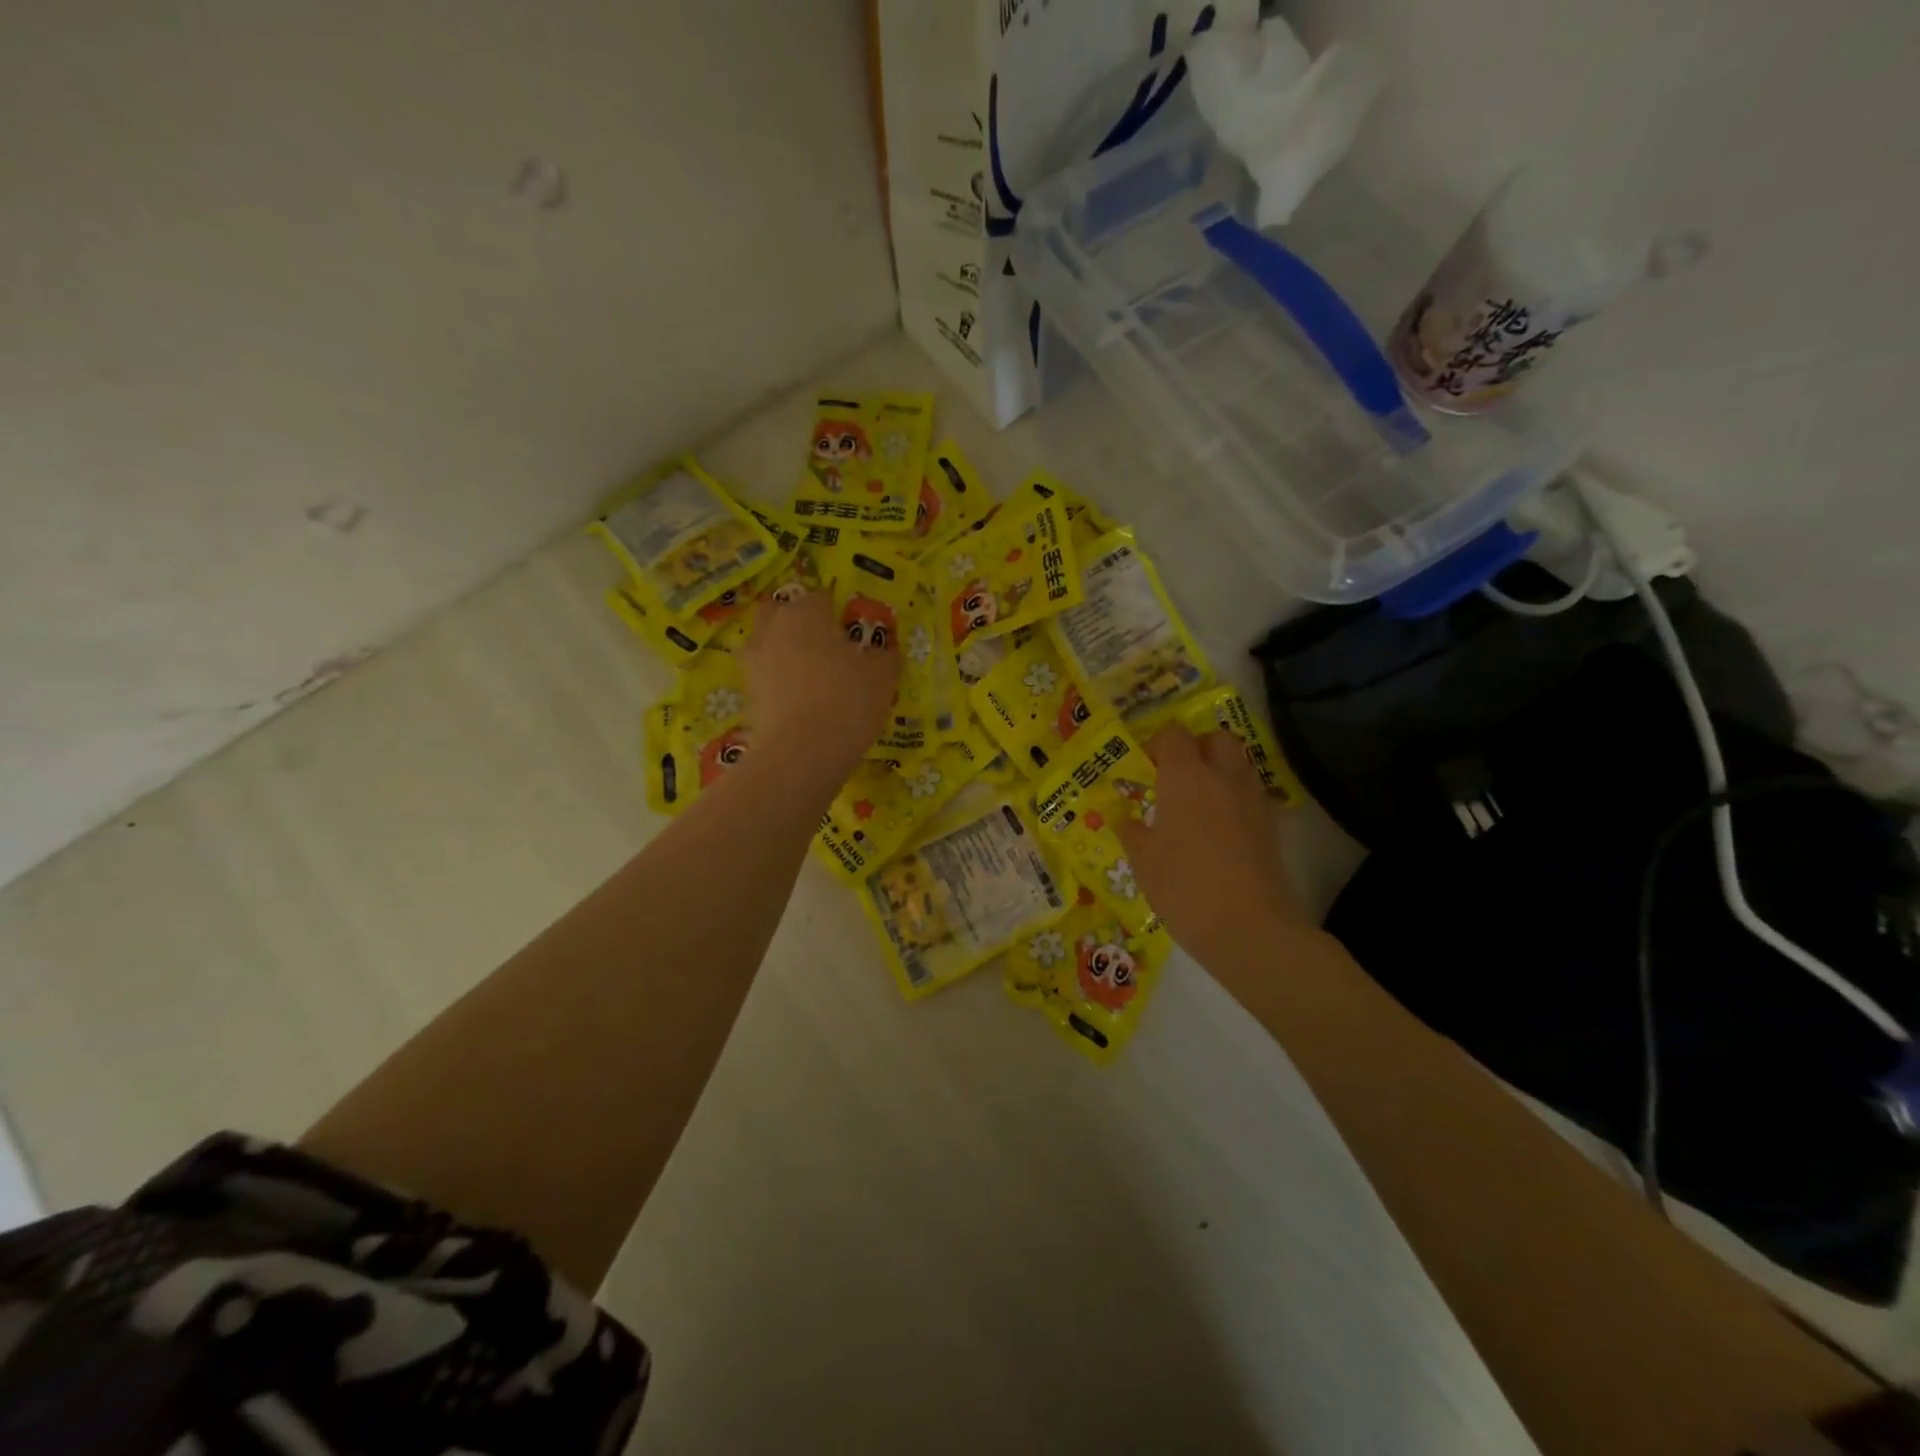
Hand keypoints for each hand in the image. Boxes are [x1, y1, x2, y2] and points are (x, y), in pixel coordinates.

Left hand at [739, 589, 901, 776]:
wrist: (801, 753)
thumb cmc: (847, 701)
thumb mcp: (883, 677)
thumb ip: (886, 656)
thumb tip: (886, 652)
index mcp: (806, 612)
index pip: (822, 597)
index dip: (839, 614)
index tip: (853, 635)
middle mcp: (772, 628)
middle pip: (783, 613)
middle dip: (800, 624)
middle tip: (826, 648)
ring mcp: (752, 661)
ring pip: (768, 645)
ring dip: (783, 652)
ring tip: (809, 677)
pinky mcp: (745, 694)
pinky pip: (763, 677)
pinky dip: (777, 684)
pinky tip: (798, 703)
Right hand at [1118, 726, 1309, 967]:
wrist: (1247, 926)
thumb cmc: (1183, 887)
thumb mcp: (1143, 862)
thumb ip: (1132, 832)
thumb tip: (1124, 819)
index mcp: (1185, 777)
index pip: (1174, 735)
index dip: (1158, 744)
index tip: (1146, 768)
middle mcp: (1222, 777)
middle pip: (1216, 738)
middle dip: (1196, 748)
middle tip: (1176, 777)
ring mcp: (1252, 799)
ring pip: (1238, 764)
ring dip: (1218, 771)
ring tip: (1197, 804)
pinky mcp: (1271, 825)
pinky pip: (1250, 795)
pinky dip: (1234, 800)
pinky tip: (1218, 830)